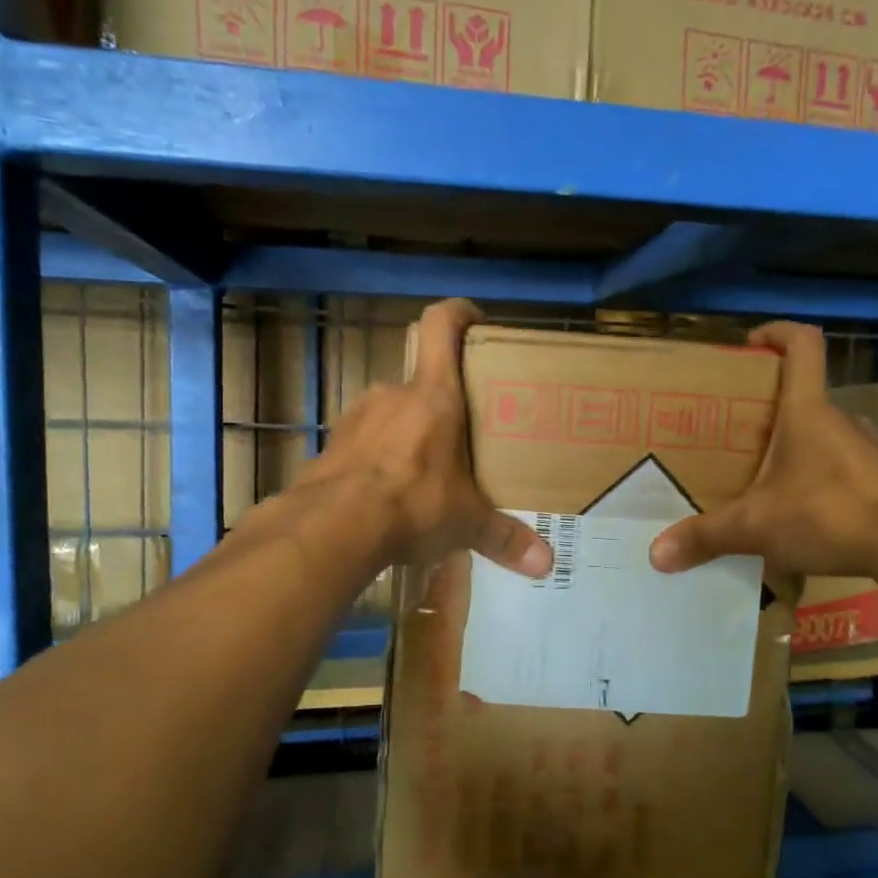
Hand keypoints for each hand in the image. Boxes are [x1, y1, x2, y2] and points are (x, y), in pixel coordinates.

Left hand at [298, 299, 553, 578]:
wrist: (330, 528)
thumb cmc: (412, 504)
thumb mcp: (465, 523)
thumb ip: (504, 538)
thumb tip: (546, 564)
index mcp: (433, 396)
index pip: (441, 326)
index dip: (459, 313)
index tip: (476, 320)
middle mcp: (392, 395)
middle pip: (421, 381)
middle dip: (443, 405)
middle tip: (464, 436)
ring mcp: (356, 418)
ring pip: (391, 415)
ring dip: (409, 435)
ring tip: (427, 472)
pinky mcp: (331, 446)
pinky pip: (364, 444)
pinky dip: (379, 461)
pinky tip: (389, 496)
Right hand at [648, 321, 877, 579]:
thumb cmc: (829, 514)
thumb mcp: (756, 527)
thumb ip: (706, 537)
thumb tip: (657, 554)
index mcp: (807, 411)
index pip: (802, 344)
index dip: (777, 332)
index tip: (750, 343)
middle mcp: (840, 420)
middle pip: (804, 395)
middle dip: (769, 409)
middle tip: (737, 434)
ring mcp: (867, 450)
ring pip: (824, 435)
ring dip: (795, 448)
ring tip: (764, 480)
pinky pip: (842, 469)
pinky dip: (819, 482)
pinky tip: (802, 515)